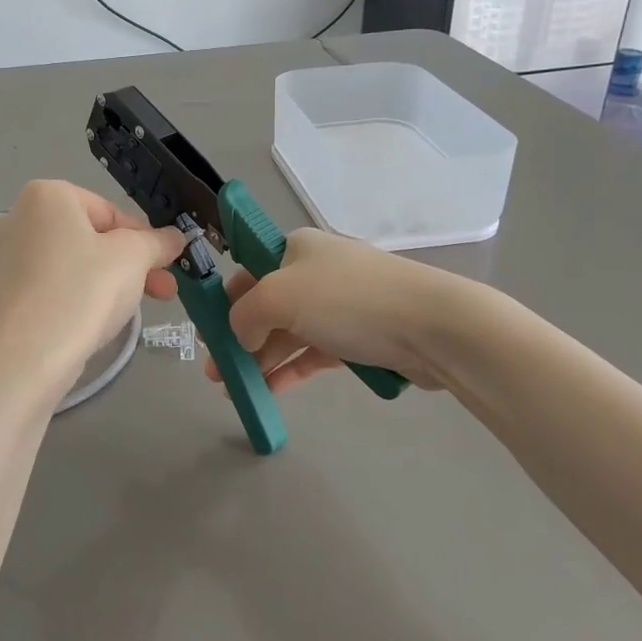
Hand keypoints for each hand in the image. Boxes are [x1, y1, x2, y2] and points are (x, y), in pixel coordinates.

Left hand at [0, 180, 184, 391]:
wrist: (30, 356)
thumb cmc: (85, 290)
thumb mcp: (134, 258)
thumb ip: (158, 241)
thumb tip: (176, 237)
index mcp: (49, 195)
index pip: (112, 212)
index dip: (145, 239)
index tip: (167, 265)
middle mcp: (22, 215)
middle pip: (95, 236)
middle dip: (134, 263)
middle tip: (164, 290)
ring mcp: (12, 254)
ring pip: (79, 261)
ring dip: (115, 280)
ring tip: (140, 307)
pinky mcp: (10, 289)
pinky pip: (59, 282)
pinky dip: (84, 294)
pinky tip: (102, 317)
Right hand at [210, 227, 452, 395]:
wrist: (432, 326)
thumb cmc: (348, 300)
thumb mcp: (279, 297)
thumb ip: (245, 315)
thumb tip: (241, 335)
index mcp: (296, 249)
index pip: (248, 271)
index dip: (225, 302)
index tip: (208, 335)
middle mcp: (317, 272)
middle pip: (267, 306)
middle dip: (238, 338)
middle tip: (217, 373)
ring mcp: (340, 305)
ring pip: (289, 333)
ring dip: (261, 359)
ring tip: (237, 390)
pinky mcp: (360, 337)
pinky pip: (314, 352)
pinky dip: (291, 370)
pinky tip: (270, 392)